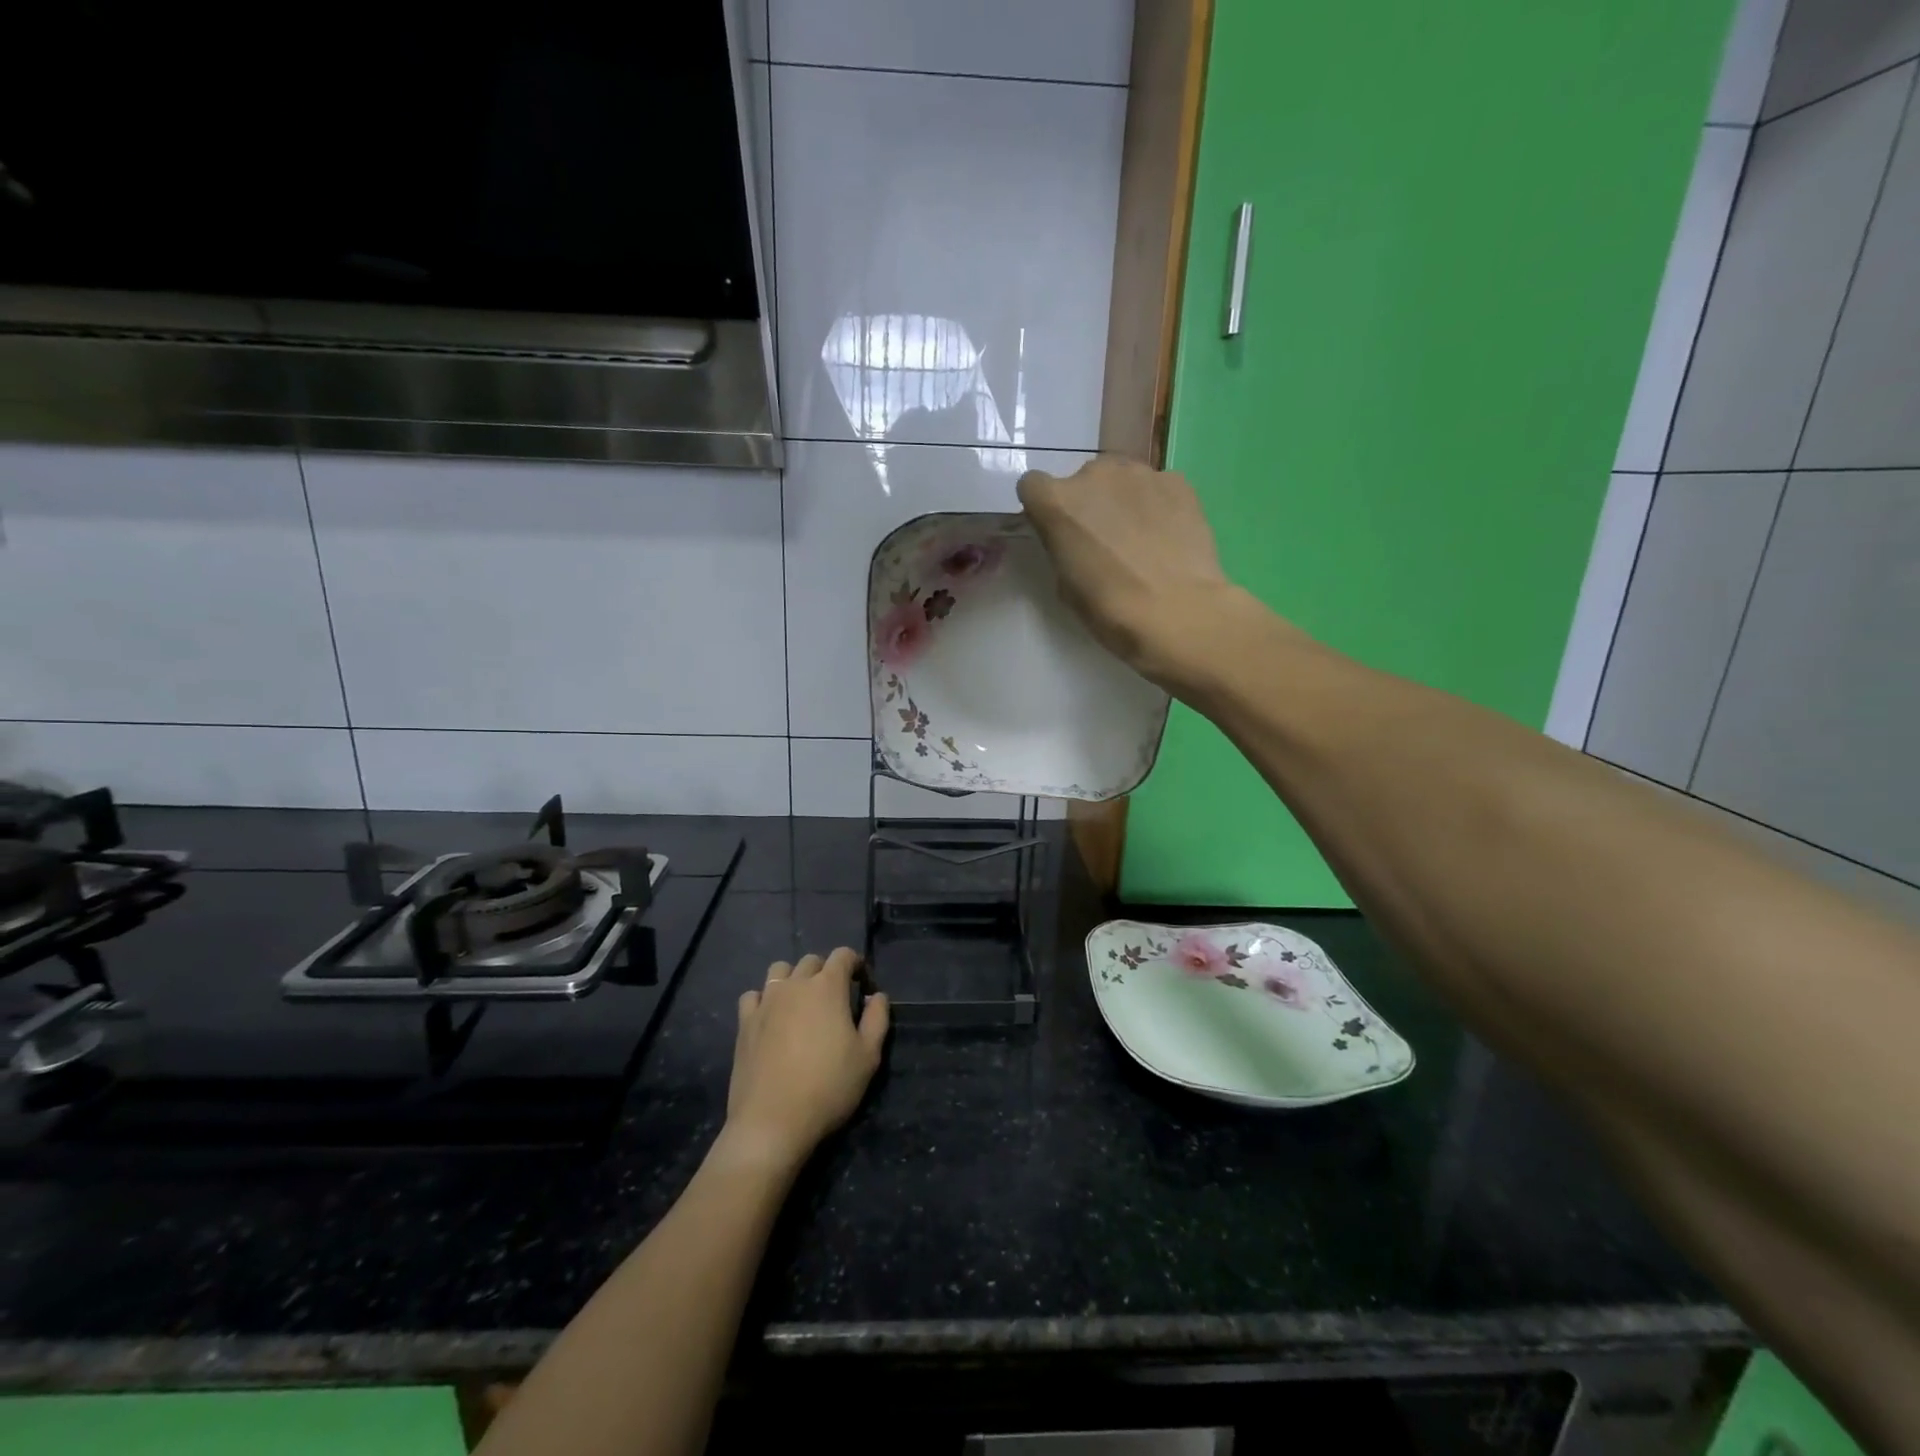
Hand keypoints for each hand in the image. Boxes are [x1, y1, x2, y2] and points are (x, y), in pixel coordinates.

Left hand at [722, 948, 888, 1173]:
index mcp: (827, 987)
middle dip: (826, 971)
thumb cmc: (828, 1088)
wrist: (772, 1122)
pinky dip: (765, 999)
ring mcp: (766, 1002)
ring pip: (780, 970)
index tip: (863, 986)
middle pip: (812, 961)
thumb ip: (877, 1018)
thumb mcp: (868, 1057)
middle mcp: (795, 985)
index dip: (856, 964)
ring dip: (794, 978)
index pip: (843, 955)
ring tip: (801, 1003)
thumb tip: (877, 996)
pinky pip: (754, 995)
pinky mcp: (744, 1022)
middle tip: (835, 999)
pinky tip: (771, 1018)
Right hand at [1016, 458, 1245, 686]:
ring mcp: (1140, 473)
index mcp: (1057, 502)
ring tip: (1140, 538)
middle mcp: (1094, 474)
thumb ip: (1062, 548)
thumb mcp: (1066, 585)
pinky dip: (1156, 504)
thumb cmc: (1110, 609)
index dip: (1043, 509)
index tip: (1056, 531)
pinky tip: (1167, 536)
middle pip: (1081, 480)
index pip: (1033, 486)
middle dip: (1088, 503)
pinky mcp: (1177, 481)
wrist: (1178, 612)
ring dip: (1122, 500)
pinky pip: (1156, 486)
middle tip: (1103, 540)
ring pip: (1120, 479)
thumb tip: (1073, 540)